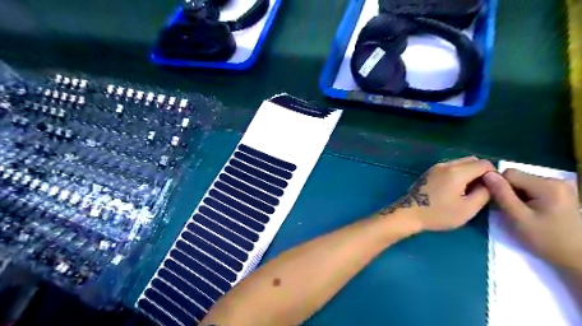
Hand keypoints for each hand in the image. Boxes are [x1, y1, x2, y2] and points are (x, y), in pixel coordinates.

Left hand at [378, 156, 494, 230]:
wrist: (409, 213)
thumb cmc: (438, 214)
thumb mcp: (467, 209)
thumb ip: (484, 193)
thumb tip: (490, 183)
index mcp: (457, 171)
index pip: (484, 164)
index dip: (493, 175)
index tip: (492, 189)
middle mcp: (446, 164)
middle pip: (471, 160)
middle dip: (481, 172)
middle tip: (481, 190)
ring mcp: (435, 167)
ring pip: (459, 163)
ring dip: (468, 172)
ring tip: (468, 190)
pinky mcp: (429, 172)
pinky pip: (449, 167)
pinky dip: (457, 173)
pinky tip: (454, 189)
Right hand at [482, 168, 581, 269]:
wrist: (577, 258)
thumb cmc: (546, 239)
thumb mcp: (518, 218)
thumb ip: (502, 194)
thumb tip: (487, 174)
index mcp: (547, 185)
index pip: (509, 173)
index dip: (499, 186)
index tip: (500, 203)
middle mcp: (556, 180)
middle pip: (517, 177)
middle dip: (509, 191)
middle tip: (511, 211)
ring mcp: (561, 186)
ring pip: (523, 182)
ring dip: (516, 195)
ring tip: (521, 213)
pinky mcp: (561, 192)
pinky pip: (532, 187)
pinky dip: (526, 197)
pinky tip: (531, 211)